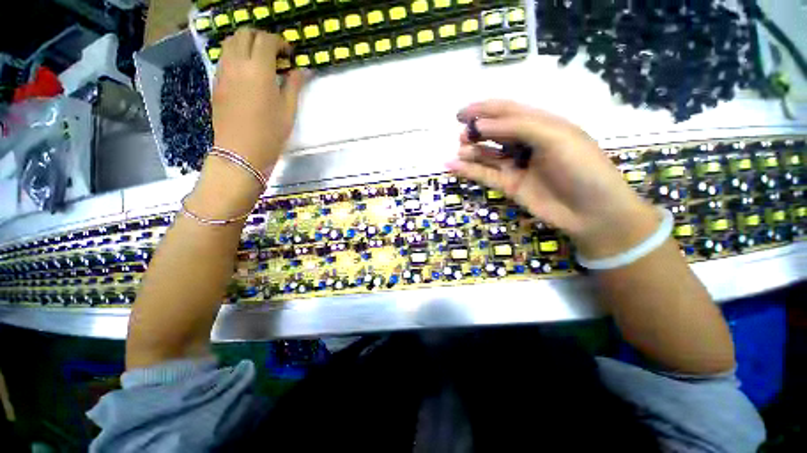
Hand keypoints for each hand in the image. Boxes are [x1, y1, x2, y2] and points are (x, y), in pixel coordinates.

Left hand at [212, 28, 305, 171]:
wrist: (241, 152)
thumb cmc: (270, 134)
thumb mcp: (288, 111)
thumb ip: (294, 86)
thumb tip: (303, 70)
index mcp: (259, 70)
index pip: (266, 40)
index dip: (279, 42)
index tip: (289, 54)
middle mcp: (237, 64)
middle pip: (245, 34)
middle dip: (261, 38)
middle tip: (274, 54)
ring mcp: (223, 71)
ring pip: (230, 42)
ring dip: (246, 44)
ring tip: (260, 61)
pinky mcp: (216, 82)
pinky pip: (224, 57)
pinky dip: (236, 55)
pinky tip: (247, 72)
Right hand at [448, 100, 659, 258]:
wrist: (592, 212)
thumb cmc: (581, 167)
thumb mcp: (555, 137)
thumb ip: (517, 127)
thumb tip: (479, 125)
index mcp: (542, 124)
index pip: (507, 111)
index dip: (483, 110)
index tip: (460, 114)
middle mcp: (527, 143)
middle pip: (495, 132)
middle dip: (476, 131)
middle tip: (462, 136)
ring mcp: (517, 166)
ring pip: (488, 154)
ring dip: (471, 151)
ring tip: (460, 151)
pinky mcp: (509, 186)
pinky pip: (485, 175)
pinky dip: (469, 170)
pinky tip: (453, 166)